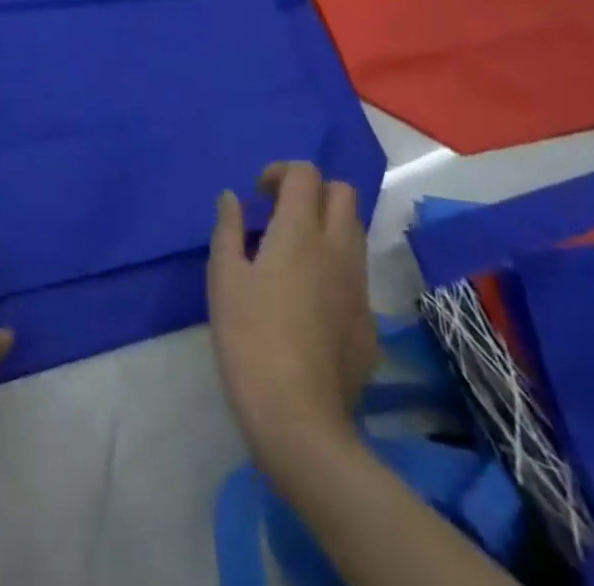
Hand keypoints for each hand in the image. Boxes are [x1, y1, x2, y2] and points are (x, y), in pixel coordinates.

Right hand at [207, 162, 377, 468]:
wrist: (300, 421)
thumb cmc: (250, 338)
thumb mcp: (224, 277)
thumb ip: (229, 228)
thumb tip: (233, 197)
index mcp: (301, 232)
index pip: (306, 174)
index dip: (281, 172)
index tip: (260, 195)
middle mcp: (338, 250)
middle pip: (343, 193)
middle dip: (313, 191)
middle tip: (282, 213)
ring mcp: (360, 288)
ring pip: (354, 234)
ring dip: (327, 227)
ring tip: (293, 254)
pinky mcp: (370, 325)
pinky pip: (356, 277)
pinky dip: (334, 270)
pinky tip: (308, 302)